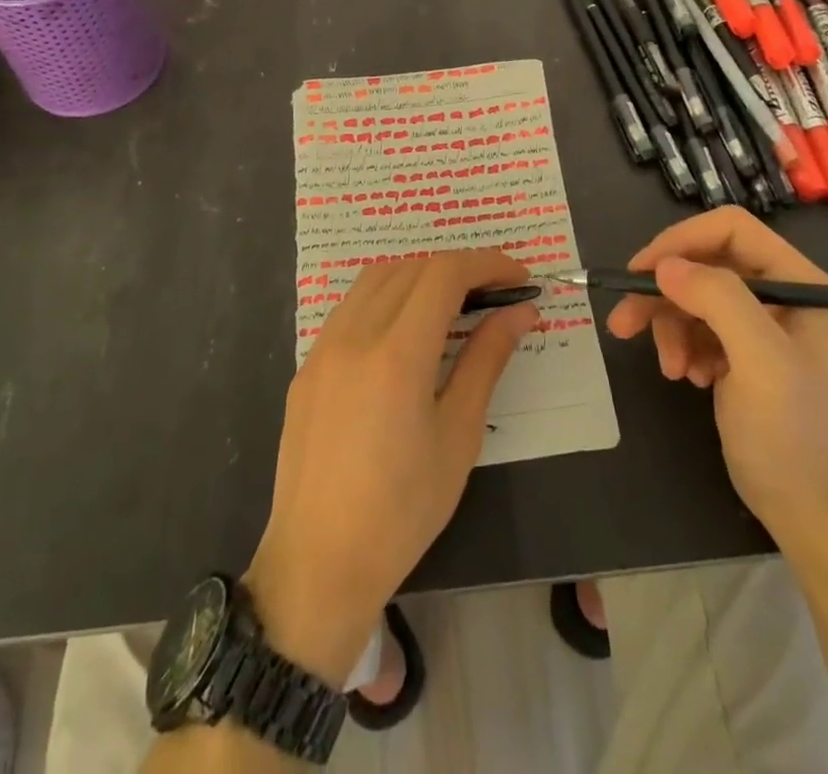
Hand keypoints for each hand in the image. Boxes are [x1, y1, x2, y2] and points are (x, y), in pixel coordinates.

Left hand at [245, 251, 536, 685]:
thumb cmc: (402, 510)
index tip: (519, 276)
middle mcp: (355, 335)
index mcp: (397, 354)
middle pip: (411, 268)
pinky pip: (350, 308)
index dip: (487, 263)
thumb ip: (487, 361)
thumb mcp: (458, 436)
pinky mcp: (307, 366)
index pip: (445, 274)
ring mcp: (323, 347)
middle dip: (458, 268)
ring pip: (375, 279)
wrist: (317, 564)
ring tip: (451, 305)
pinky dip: (385, 298)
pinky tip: (403, 333)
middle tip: (493, 294)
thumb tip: (520, 311)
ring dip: (418, 276)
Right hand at [606, 207, 827, 539]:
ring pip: (692, 296)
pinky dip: (679, 345)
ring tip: (668, 368)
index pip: (732, 230)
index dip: (682, 241)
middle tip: (624, 321)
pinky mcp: (739, 350)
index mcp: (801, 282)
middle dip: (663, 293)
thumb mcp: (761, 361)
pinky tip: (686, 377)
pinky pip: (694, 326)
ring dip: (668, 326)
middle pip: (704, 264)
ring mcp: (759, 323)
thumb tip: (663, 266)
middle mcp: (781, 293)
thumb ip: (718, 301)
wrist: (807, 512)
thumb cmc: (792, 433)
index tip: (643, 271)